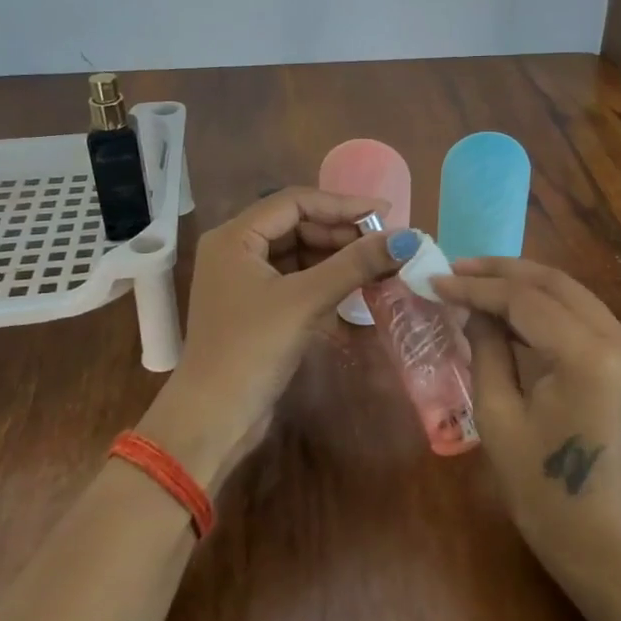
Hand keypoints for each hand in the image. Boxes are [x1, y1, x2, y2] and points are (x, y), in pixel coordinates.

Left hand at [141, 188, 405, 490]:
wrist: (214, 418)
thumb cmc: (252, 349)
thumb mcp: (306, 301)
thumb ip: (355, 264)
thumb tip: (406, 238)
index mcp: (234, 237)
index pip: (295, 202)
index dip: (342, 205)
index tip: (384, 214)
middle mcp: (236, 250)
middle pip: (298, 226)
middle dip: (342, 233)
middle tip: (385, 244)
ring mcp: (245, 280)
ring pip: (300, 253)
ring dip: (338, 258)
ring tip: (378, 264)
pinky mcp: (257, 306)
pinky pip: (297, 279)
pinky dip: (325, 280)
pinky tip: (356, 287)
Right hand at [431, 258, 620, 589]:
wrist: (602, 540)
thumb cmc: (541, 491)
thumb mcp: (498, 417)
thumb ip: (486, 349)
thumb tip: (473, 308)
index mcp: (588, 358)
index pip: (527, 301)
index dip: (478, 288)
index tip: (436, 281)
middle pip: (556, 284)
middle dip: (502, 272)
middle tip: (456, 268)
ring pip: (573, 294)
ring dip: (524, 285)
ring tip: (476, 282)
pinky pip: (585, 317)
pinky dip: (547, 307)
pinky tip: (511, 310)